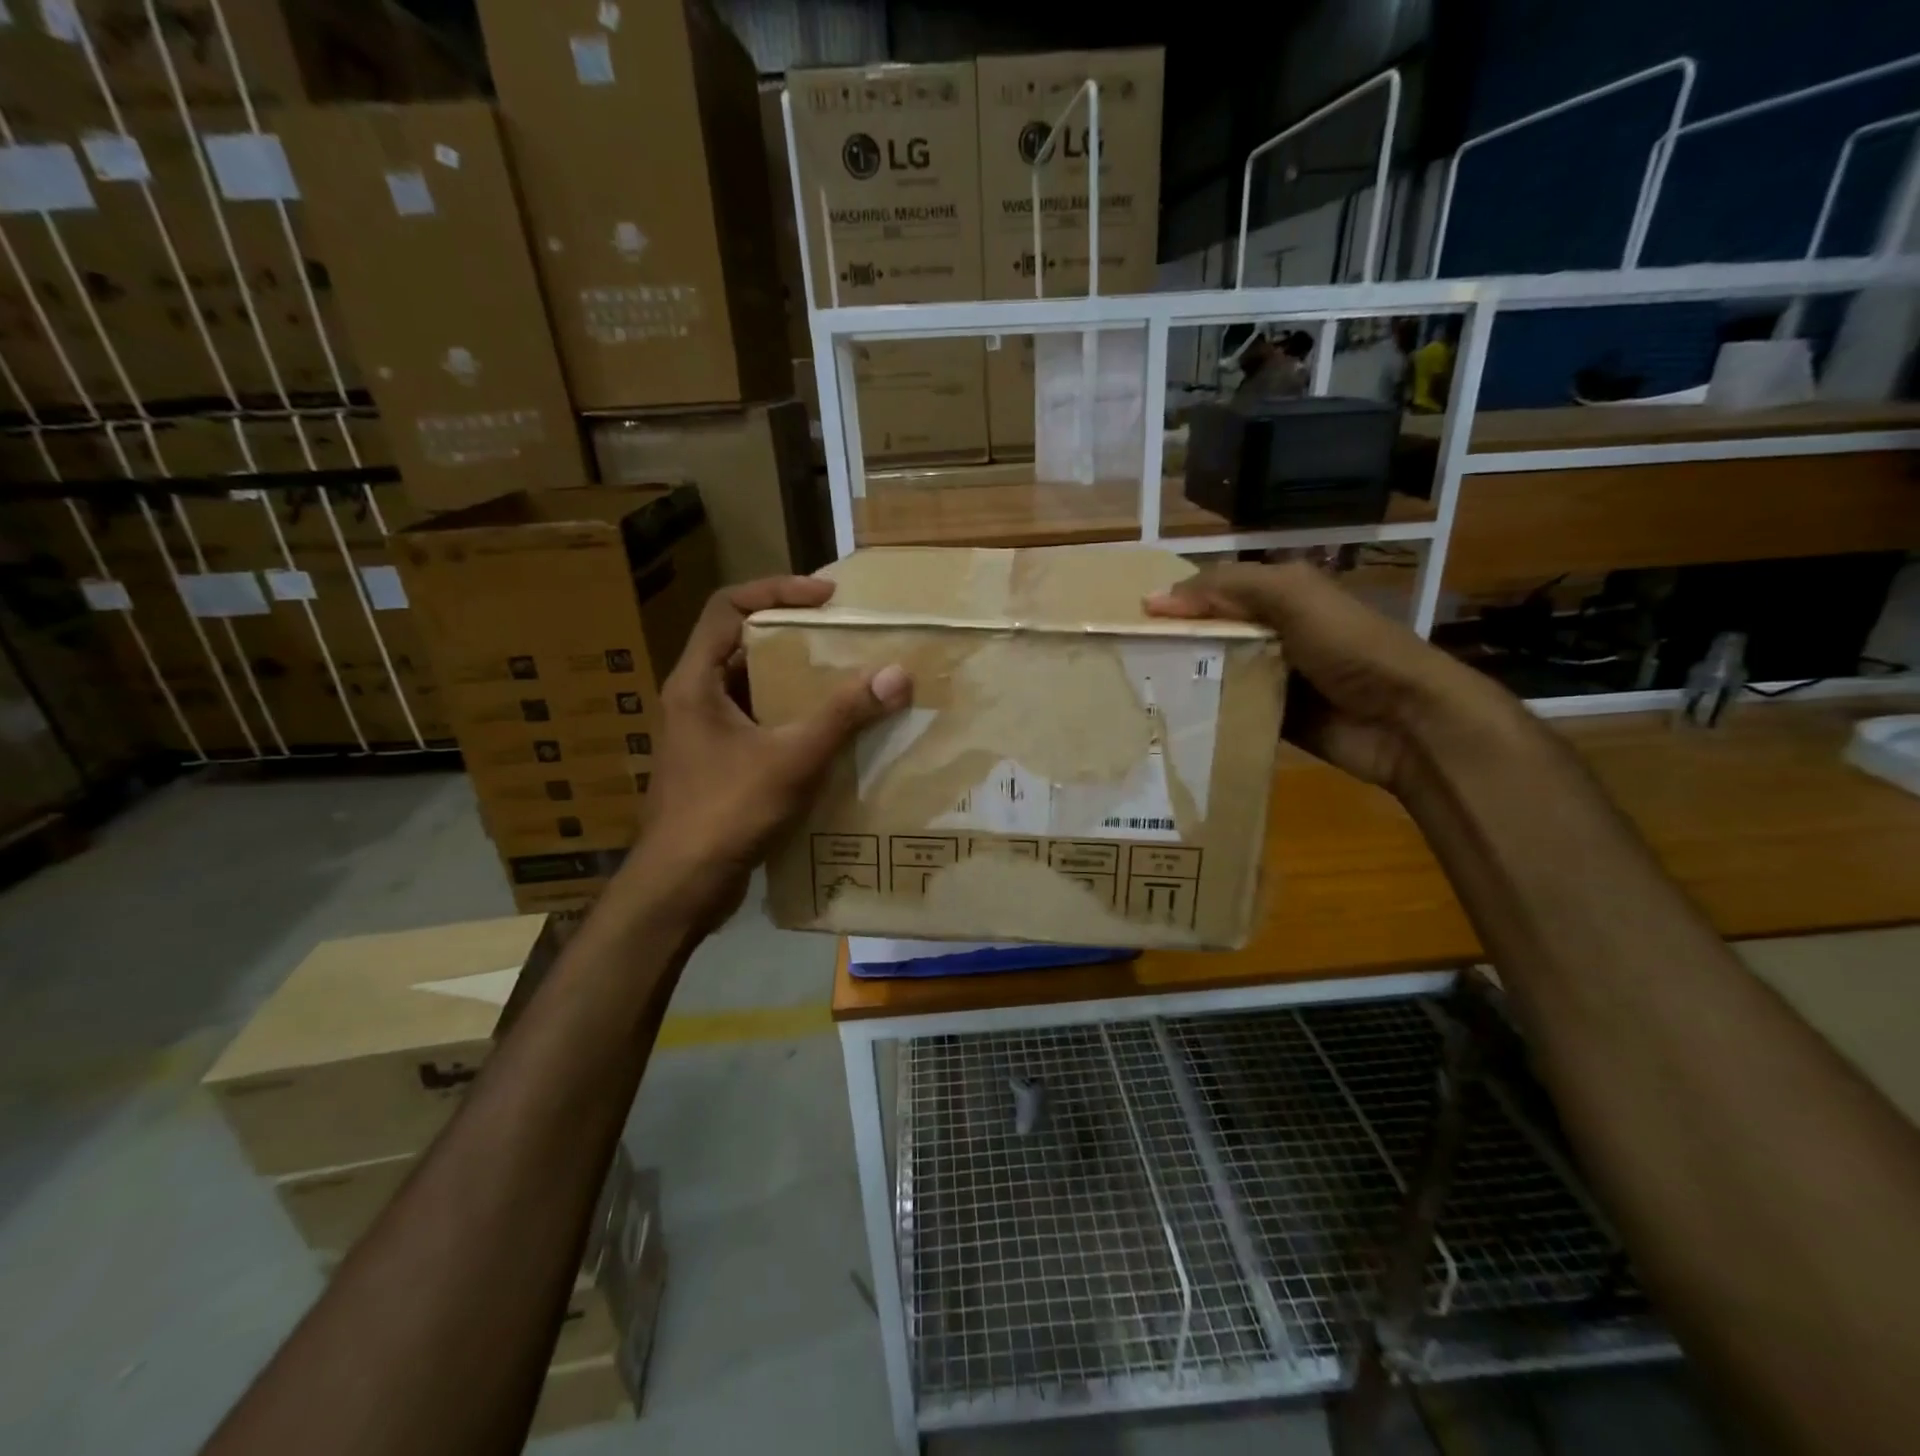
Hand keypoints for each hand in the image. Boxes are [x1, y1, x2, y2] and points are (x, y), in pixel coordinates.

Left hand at [622, 576, 910, 929]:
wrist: (680, 889)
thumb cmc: (725, 812)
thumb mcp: (791, 758)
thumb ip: (842, 715)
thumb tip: (896, 674)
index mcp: (697, 682)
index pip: (729, 607)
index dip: (777, 589)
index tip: (827, 596)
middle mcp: (695, 700)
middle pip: (743, 645)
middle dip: (795, 636)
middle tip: (844, 637)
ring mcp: (704, 735)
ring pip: (754, 688)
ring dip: (797, 681)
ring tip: (846, 679)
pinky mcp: (718, 766)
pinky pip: (760, 725)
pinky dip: (793, 719)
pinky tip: (831, 734)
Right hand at [1145, 561, 1517, 792]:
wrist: (1405, 720)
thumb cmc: (1350, 647)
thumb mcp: (1293, 596)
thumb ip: (1228, 587)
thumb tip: (1153, 599)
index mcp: (1279, 598)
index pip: (1213, 592)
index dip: (1175, 601)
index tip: (1128, 620)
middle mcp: (1273, 635)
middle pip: (1210, 635)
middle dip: (1171, 644)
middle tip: (1122, 661)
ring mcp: (1273, 680)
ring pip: (1215, 675)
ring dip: (1183, 682)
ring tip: (1133, 693)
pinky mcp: (1272, 720)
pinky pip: (1229, 712)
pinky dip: (1204, 715)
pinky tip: (1168, 722)